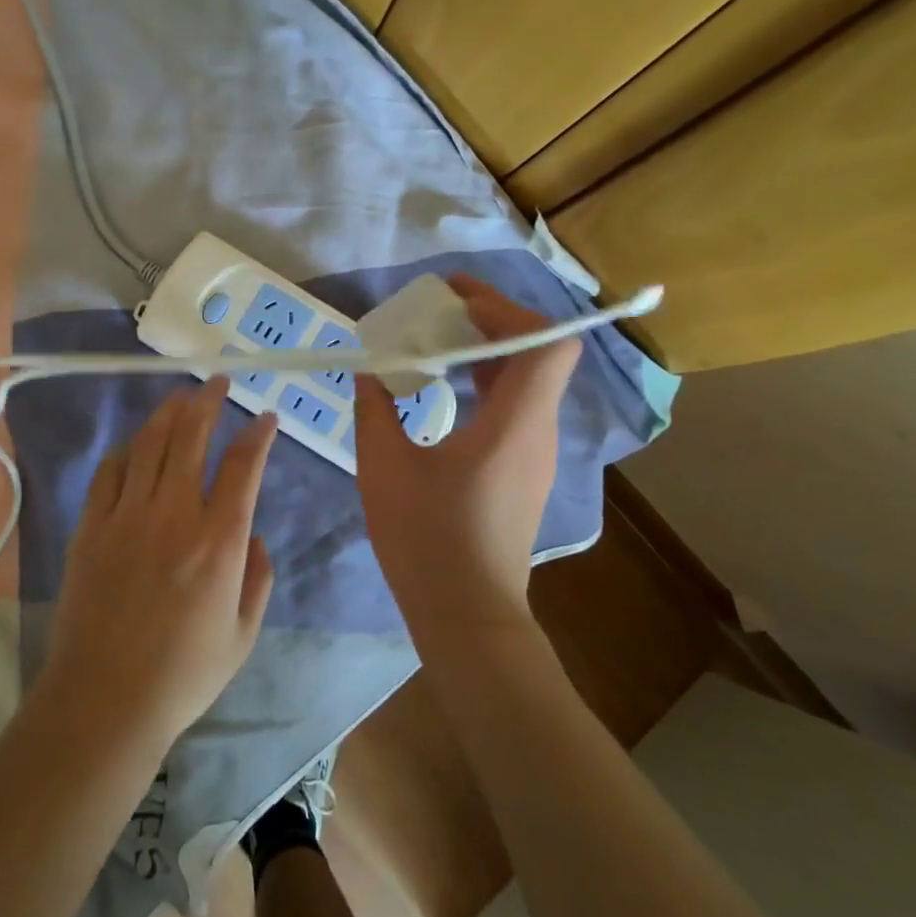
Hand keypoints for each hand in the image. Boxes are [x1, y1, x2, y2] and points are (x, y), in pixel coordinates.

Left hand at [41, 379, 277, 751]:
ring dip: (168, 415)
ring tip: (180, 397)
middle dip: (208, 402)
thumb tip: (255, 537)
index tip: (265, 418)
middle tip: (217, 382)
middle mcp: (173, 516)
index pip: (243, 468)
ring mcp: (126, 517)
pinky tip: (134, 445)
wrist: (105, 699)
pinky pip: (109, 474)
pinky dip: (126, 452)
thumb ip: (257, 579)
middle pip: (191, 438)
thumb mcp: (242, 635)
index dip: (257, 435)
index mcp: (218, 542)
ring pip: (149, 446)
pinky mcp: (91, 528)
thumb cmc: (183, 674)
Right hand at [354, 275, 580, 634]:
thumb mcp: (384, 468)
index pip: (546, 343)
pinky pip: (516, 406)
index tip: (456, 300)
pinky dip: (486, 381)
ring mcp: (535, 452)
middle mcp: (536, 430)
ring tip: (436, 339)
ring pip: (528, 379)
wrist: (467, 616)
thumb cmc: (427, 541)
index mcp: (513, 424)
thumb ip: (375, 410)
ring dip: (487, 350)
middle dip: (491, 320)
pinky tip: (445, 387)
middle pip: (539, 352)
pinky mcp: (523, 470)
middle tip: (439, 310)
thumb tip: (370, 372)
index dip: (507, 309)